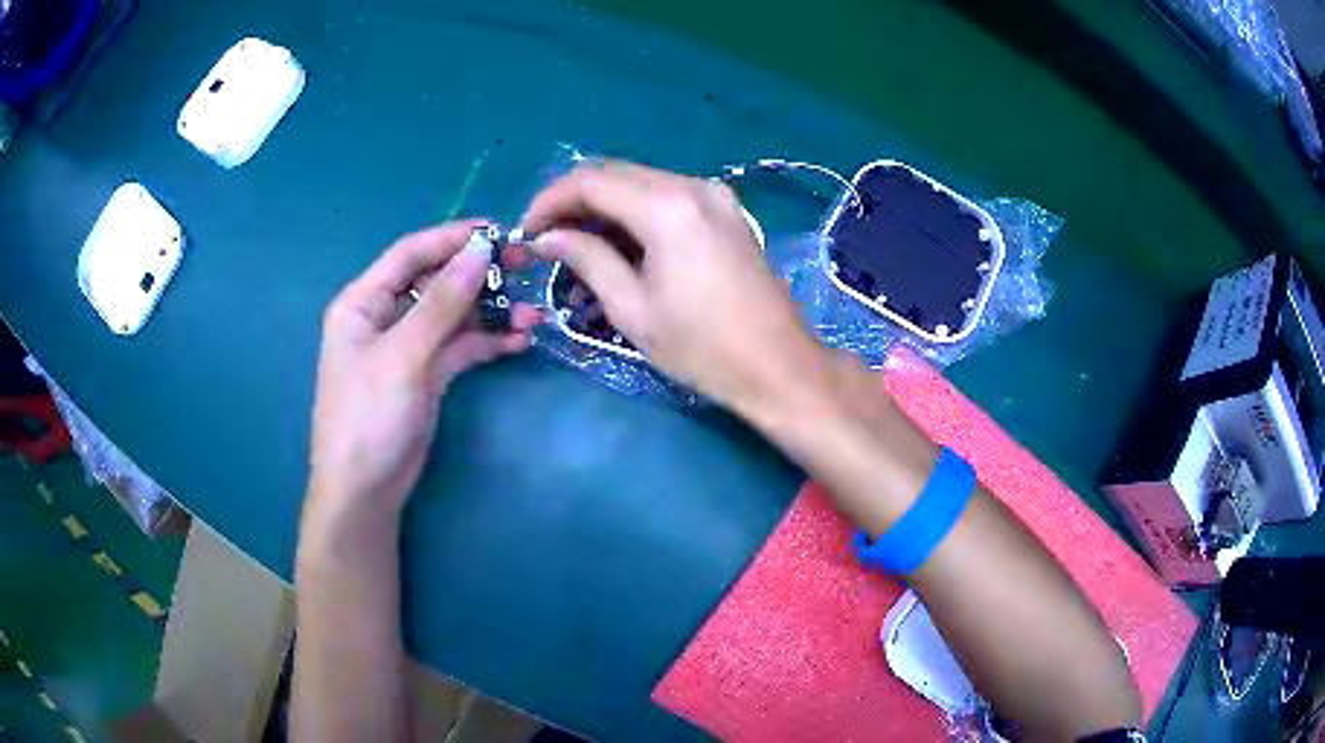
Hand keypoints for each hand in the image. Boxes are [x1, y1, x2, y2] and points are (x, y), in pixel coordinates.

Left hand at [306, 220, 539, 536]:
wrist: (365, 491)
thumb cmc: (369, 418)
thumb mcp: (404, 356)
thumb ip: (443, 303)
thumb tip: (481, 251)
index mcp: (363, 302)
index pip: (411, 254)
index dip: (452, 238)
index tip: (499, 232)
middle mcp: (384, 317)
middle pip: (436, 281)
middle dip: (478, 274)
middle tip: (525, 266)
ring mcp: (407, 347)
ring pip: (453, 316)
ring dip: (490, 312)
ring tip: (533, 315)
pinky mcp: (426, 375)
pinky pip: (459, 347)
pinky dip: (487, 342)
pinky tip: (519, 341)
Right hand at [521, 162, 830, 415]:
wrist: (777, 365)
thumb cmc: (701, 347)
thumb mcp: (632, 308)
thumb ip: (586, 259)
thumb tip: (547, 238)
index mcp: (668, 208)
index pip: (591, 181)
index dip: (550, 201)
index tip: (527, 231)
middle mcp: (693, 186)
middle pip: (615, 174)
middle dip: (574, 202)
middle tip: (548, 240)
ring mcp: (715, 195)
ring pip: (640, 183)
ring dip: (604, 209)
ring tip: (579, 249)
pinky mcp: (726, 211)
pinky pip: (667, 197)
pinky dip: (635, 214)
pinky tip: (620, 246)